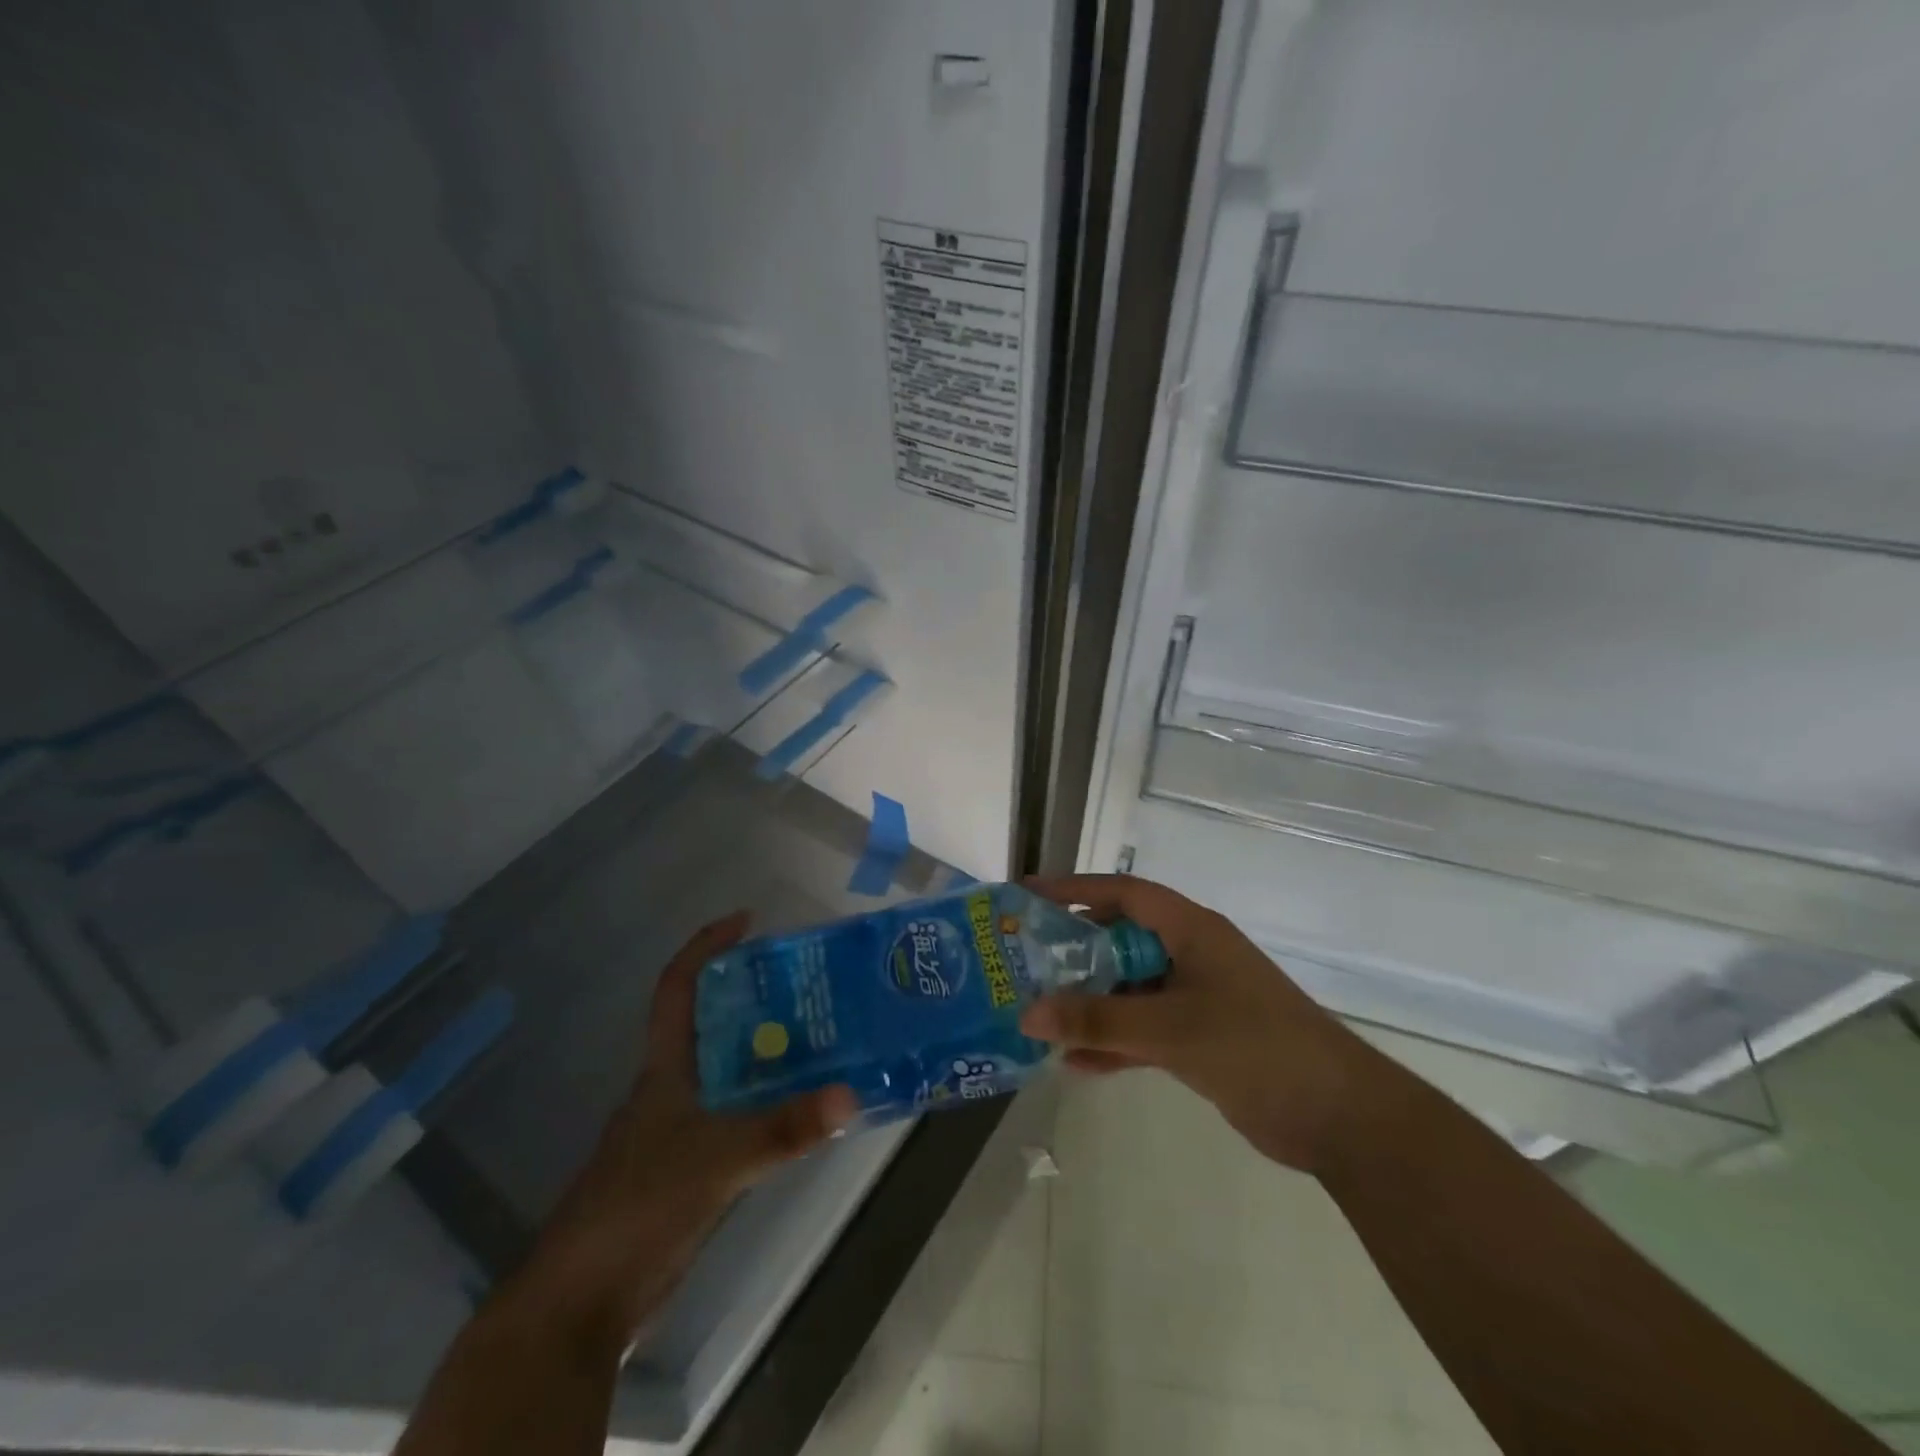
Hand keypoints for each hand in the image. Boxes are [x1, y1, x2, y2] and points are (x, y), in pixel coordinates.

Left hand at [507, 913, 856, 1351]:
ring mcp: (677, 1131)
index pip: (677, 988)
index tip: (747, 920)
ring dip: (765, 1050)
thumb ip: (784, 1129)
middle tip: (808, 983)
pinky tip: (802, 1108)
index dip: (707, 947)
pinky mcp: (689, 1169)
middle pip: (710, 1023)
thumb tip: (850, 1096)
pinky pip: (736, 1115)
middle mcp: (670, 1089)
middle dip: (753, 995)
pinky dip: (767, 1102)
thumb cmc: (637, 1208)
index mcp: (663, 1070)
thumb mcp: (716, 1160)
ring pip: (727, 1071)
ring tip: (821, 1035)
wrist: (580, 1304)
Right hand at [1018, 875, 1367, 1171]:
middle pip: (1121, 939)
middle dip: (1074, 950)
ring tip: (1039, 1012)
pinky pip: (1144, 1029)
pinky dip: (1114, 1041)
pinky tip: (1074, 1063)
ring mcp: (1197, 997)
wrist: (1338, 1116)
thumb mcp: (1170, 1029)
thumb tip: (1027, 1014)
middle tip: (1024, 960)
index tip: (1030, 895)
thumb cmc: (1255, 1047)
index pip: (1124, 893)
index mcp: (1191, 930)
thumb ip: (1098, 1022)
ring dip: (1090, 1001)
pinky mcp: (1200, 1038)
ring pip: (1129, 988)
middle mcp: (1191, 954)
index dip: (1075, 888)